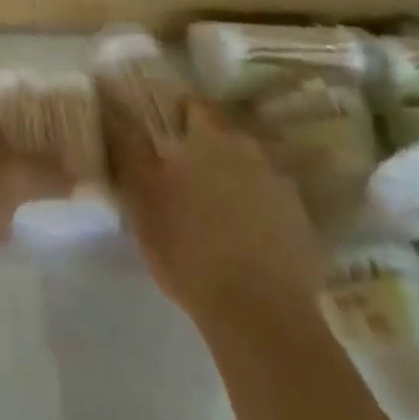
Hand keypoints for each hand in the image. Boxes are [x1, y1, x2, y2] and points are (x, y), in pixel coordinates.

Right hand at [100, 91, 323, 326]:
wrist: (259, 313)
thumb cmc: (186, 243)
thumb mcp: (140, 195)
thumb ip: (127, 149)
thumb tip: (115, 112)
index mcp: (211, 138)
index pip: (194, 106)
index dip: (174, 113)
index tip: (156, 130)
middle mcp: (253, 153)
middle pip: (223, 138)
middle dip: (201, 149)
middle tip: (175, 172)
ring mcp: (283, 191)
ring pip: (247, 172)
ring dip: (228, 180)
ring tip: (205, 208)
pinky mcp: (303, 228)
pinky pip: (268, 206)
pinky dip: (252, 213)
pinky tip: (235, 239)